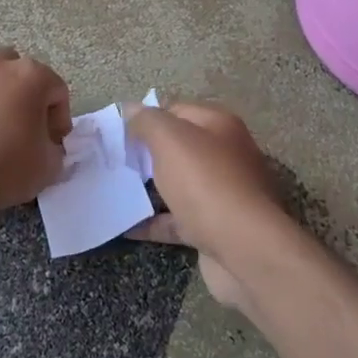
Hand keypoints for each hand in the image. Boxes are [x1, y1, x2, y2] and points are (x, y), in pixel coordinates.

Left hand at [0, 49, 71, 215]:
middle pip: (24, 76)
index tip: (54, 143)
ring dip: (5, 102)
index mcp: (31, 75)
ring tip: (4, 135)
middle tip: (32, 131)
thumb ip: (54, 147)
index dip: (60, 120)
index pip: (57, 91)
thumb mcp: (50, 164)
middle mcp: (0, 68)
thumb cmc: (9, 165)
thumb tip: (44, 145)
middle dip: (31, 99)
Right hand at [123, 101, 283, 309]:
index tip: (117, 131)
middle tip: (112, 160)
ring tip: (113, 190)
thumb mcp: (171, 140)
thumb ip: (148, 121)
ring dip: (148, 188)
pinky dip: (153, 222)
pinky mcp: (214, 228)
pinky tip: (124, 226)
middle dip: (146, 153)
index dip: (147, 117)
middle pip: (179, 148)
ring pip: (178, 185)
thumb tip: (130, 108)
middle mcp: (225, 156)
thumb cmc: (206, 183)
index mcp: (219, 127)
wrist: (245, 249)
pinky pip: (177, 220)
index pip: (177, 110)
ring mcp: (222, 194)